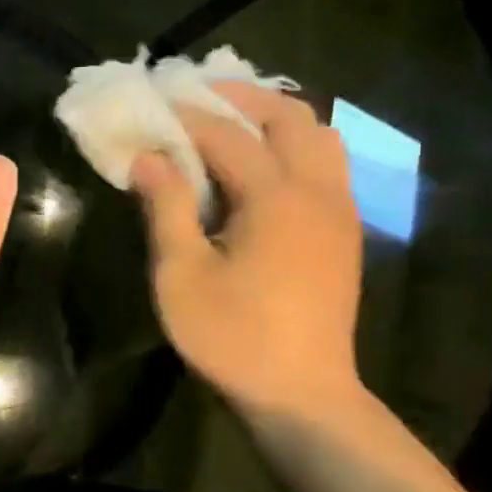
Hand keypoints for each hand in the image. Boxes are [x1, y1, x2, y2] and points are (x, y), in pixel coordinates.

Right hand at [132, 83, 362, 415]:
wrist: (302, 395)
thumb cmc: (232, 337)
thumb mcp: (181, 275)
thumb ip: (166, 208)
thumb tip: (148, 158)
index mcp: (276, 198)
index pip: (227, 135)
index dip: (187, 116)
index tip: (153, 101)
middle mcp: (316, 191)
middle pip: (289, 117)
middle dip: (241, 98)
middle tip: (196, 97)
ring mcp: (338, 211)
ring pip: (318, 137)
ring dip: (274, 119)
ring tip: (230, 125)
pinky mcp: (343, 232)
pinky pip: (325, 165)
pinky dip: (292, 147)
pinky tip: (259, 169)